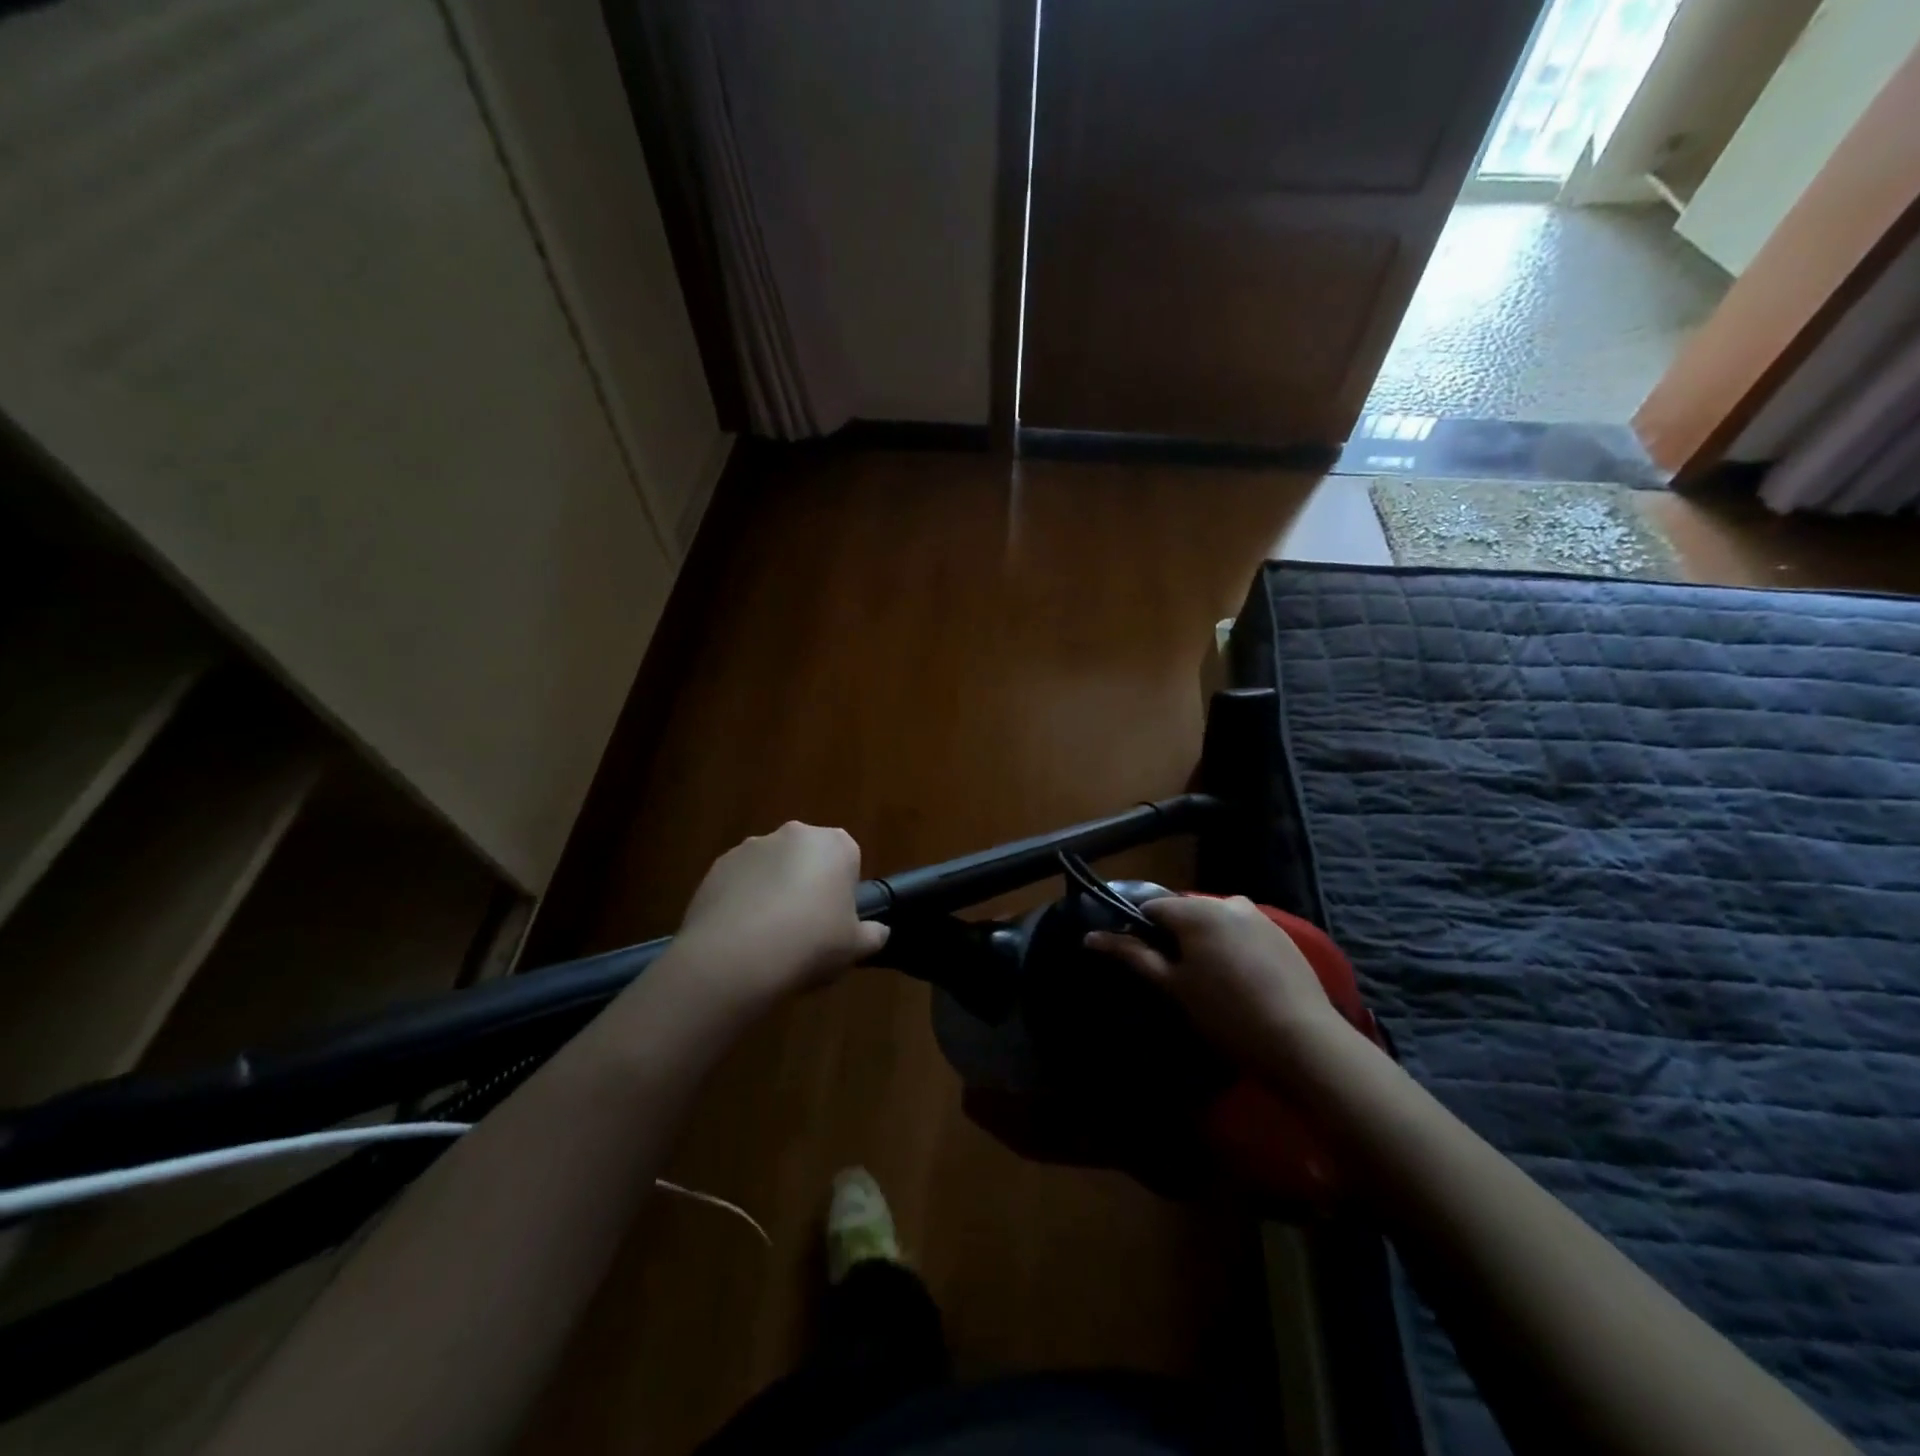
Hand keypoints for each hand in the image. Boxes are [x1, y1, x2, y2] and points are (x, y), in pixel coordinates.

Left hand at [672, 823, 888, 1007]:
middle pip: (808, 858)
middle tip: (805, 927)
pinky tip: (741, 936)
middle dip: (807, 883)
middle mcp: (795, 834)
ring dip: (773, 890)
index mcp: (836, 845)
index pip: (848, 859)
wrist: (737, 956)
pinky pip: (740, 881)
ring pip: (771, 867)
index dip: (842, 890)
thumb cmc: (811, 943)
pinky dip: (742, 900)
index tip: (835, 919)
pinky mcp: (718, 865)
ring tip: (768, 936)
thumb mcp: (855, 947)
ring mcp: (752, 846)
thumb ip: (872, 935)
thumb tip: (878, 932)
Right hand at [1085, 896, 1346, 1078]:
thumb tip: (1090, 936)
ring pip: (1214, 923)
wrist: (1302, 1040)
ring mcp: (1259, 916)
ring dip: (1203, 943)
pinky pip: (1241, 933)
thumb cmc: (1226, 1012)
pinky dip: (1231, 949)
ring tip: (1208, 983)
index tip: (1142, 963)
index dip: (1139, 932)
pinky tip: (1238, 982)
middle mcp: (1227, 901)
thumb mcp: (1173, 986)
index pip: (1151, 908)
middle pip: (1184, 914)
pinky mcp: (1282, 934)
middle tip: (1174, 978)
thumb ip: (1132, 955)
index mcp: (1196, 910)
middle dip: (1174, 938)